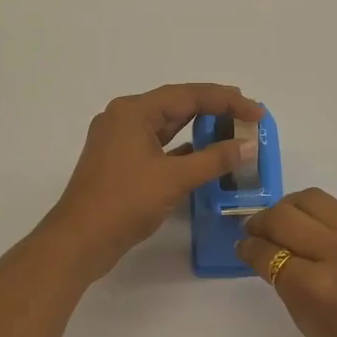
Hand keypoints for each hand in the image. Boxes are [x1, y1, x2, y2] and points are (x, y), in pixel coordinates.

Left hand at [45, 83, 265, 278]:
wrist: (79, 241)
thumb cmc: (125, 202)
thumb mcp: (175, 178)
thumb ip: (215, 159)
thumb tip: (249, 145)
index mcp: (133, 111)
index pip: (188, 95)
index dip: (227, 101)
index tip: (257, 111)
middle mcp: (124, 118)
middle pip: (177, 104)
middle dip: (213, 108)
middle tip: (248, 112)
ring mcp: (120, 140)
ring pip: (167, 125)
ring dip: (199, 127)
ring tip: (232, 128)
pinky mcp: (121, 162)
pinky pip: (158, 145)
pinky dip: (183, 148)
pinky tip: (205, 154)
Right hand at [238, 189, 336, 336]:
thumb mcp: (313, 332)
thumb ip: (290, 289)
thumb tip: (272, 259)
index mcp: (316, 288)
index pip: (267, 252)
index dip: (248, 248)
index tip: (243, 248)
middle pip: (285, 215)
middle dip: (262, 222)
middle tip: (258, 233)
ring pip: (314, 201)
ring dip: (291, 210)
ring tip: (286, 226)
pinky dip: (326, 225)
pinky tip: (328, 245)